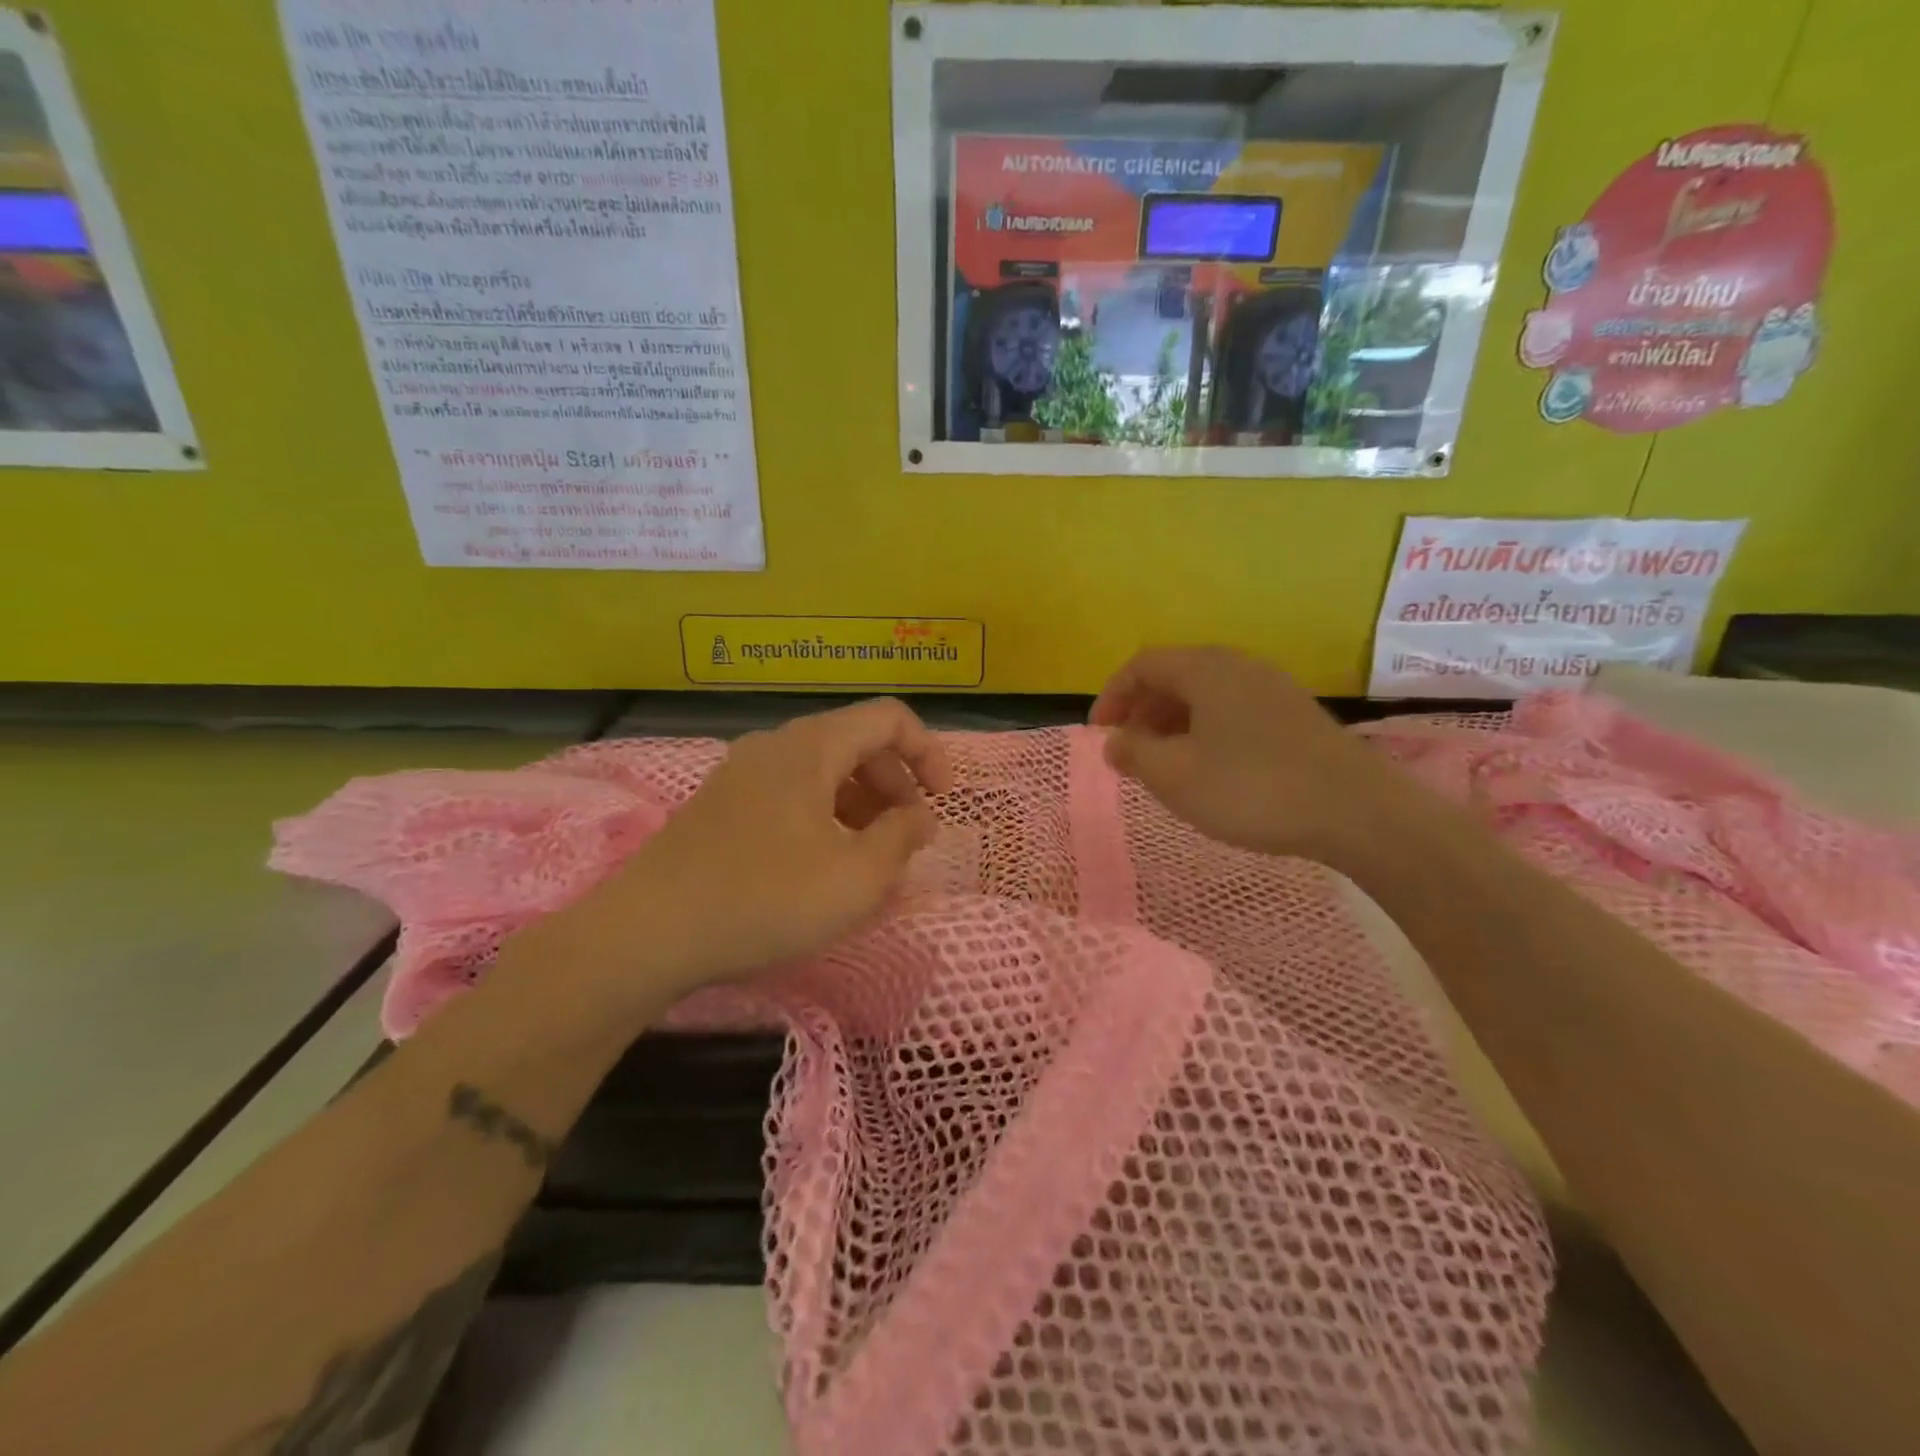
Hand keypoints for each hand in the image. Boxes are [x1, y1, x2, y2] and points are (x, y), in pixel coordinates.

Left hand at [574, 698, 953, 1000]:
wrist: (647, 933)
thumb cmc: (764, 899)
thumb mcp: (855, 877)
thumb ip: (901, 838)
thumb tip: (919, 817)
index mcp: (812, 746)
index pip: (889, 718)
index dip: (929, 752)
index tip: (943, 801)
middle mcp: (776, 745)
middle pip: (856, 741)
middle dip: (896, 783)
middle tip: (908, 835)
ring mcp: (743, 773)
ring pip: (823, 770)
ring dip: (861, 802)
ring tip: (871, 856)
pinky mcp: (722, 804)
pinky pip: (791, 792)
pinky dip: (825, 815)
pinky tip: (823, 864)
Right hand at [1091, 646, 1405, 866]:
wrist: (1358, 811)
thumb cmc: (1252, 788)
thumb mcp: (1176, 776)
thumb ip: (1134, 753)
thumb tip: (1115, 742)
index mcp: (1206, 669)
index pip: (1142, 664)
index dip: (1112, 696)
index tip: (1100, 735)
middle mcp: (1239, 665)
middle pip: (1175, 675)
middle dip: (1142, 710)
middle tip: (1129, 750)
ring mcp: (1272, 688)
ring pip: (1205, 694)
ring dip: (1173, 722)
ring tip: (1164, 763)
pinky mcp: (1295, 714)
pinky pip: (1233, 709)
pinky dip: (1205, 730)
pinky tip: (1209, 768)